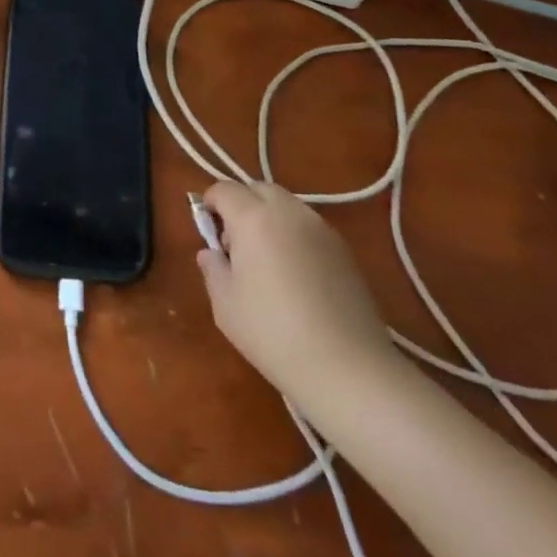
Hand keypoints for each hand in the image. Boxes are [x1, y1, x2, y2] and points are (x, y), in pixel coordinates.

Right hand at [196, 180, 401, 410]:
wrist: (347, 368)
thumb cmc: (274, 333)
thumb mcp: (225, 305)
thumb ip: (212, 268)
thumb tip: (210, 253)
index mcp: (253, 217)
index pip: (223, 189)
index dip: (210, 204)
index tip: (209, 234)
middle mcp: (288, 211)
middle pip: (257, 189)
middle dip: (241, 205)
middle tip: (236, 245)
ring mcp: (321, 228)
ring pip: (286, 205)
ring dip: (269, 218)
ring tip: (268, 260)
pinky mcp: (344, 249)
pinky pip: (309, 226)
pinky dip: (294, 235)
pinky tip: (297, 275)